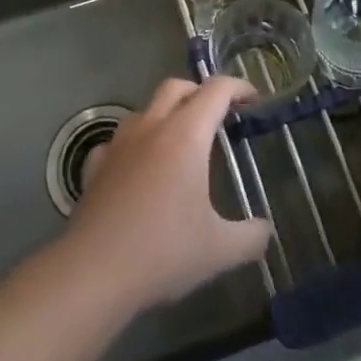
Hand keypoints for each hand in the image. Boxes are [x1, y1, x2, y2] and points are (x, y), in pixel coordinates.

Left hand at [63, 76, 274, 312]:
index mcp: (186, 135)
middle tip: (218, 114)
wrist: (94, 272)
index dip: (238, 87)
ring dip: (166, 113)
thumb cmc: (163, 251)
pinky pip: (118, 141)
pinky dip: (134, 144)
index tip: (253, 99)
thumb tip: (266, 231)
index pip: (216, 91)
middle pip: (177, 87)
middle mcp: (152, 127)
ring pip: (145, 109)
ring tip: (180, 141)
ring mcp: (119, 144)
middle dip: (200, 92)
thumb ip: (251, 237)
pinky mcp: (96, 166)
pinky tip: (138, 167)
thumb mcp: (219, 250)